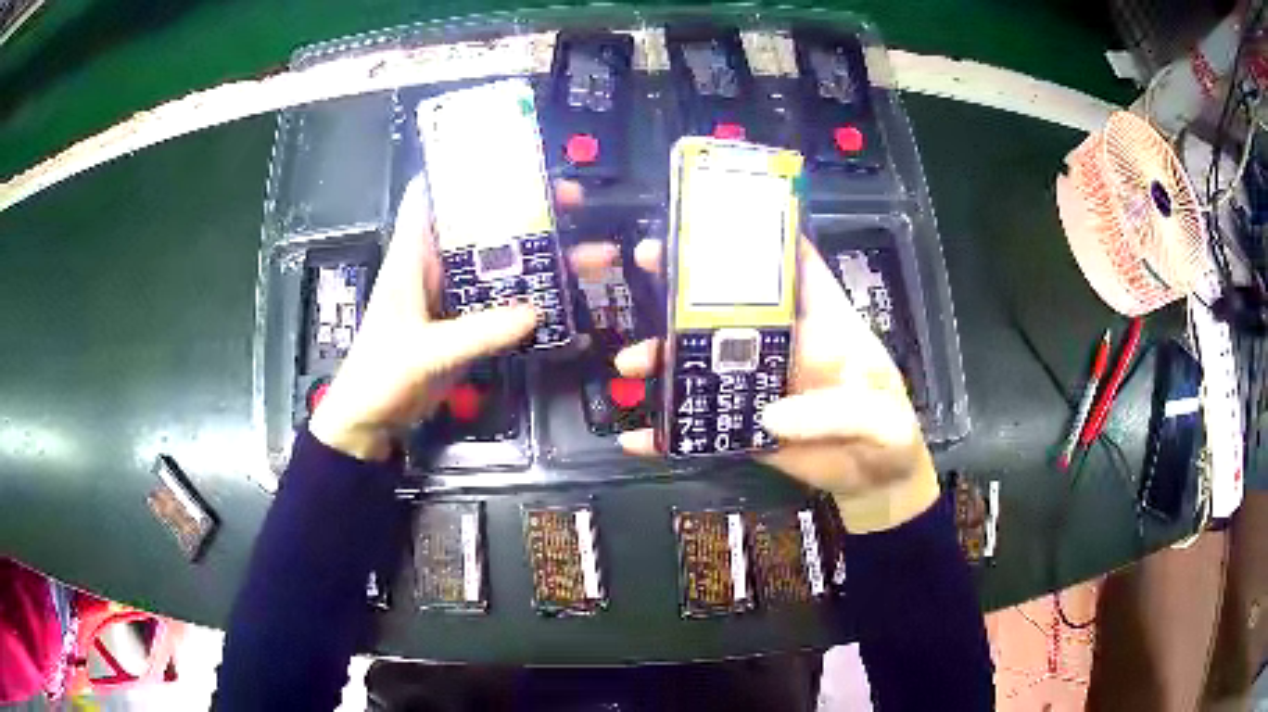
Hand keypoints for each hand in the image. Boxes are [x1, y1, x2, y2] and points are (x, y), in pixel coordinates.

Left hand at [308, 176, 553, 460]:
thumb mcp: (427, 351)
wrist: (371, 420)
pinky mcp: (464, 324)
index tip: (512, 157)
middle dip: (525, 210)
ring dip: (538, 257)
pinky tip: (564, 298)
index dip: (466, 169)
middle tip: (573, 202)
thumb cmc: (383, 374)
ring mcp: (452, 296)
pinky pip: (502, 301)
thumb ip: (478, 333)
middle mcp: (435, 266)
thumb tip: (536, 311)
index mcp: (413, 256)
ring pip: (499, 263)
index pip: (432, 194)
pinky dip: (530, 297)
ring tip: (589, 252)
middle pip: (481, 224)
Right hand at [573, 237, 938, 533]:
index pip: (797, 267)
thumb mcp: (881, 420)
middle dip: (688, 280)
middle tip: (647, 259)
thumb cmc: (889, 437)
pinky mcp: (747, 426)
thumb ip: (840, 412)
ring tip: (631, 362)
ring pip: (706, 359)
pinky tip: (637, 437)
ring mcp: (761, 384)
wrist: (875, 487)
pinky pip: (703, 424)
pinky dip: (669, 432)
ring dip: (665, 356)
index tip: (718, 214)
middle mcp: (786, 345)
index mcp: (826, 325)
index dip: (764, 236)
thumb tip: (772, 415)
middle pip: (733, 303)